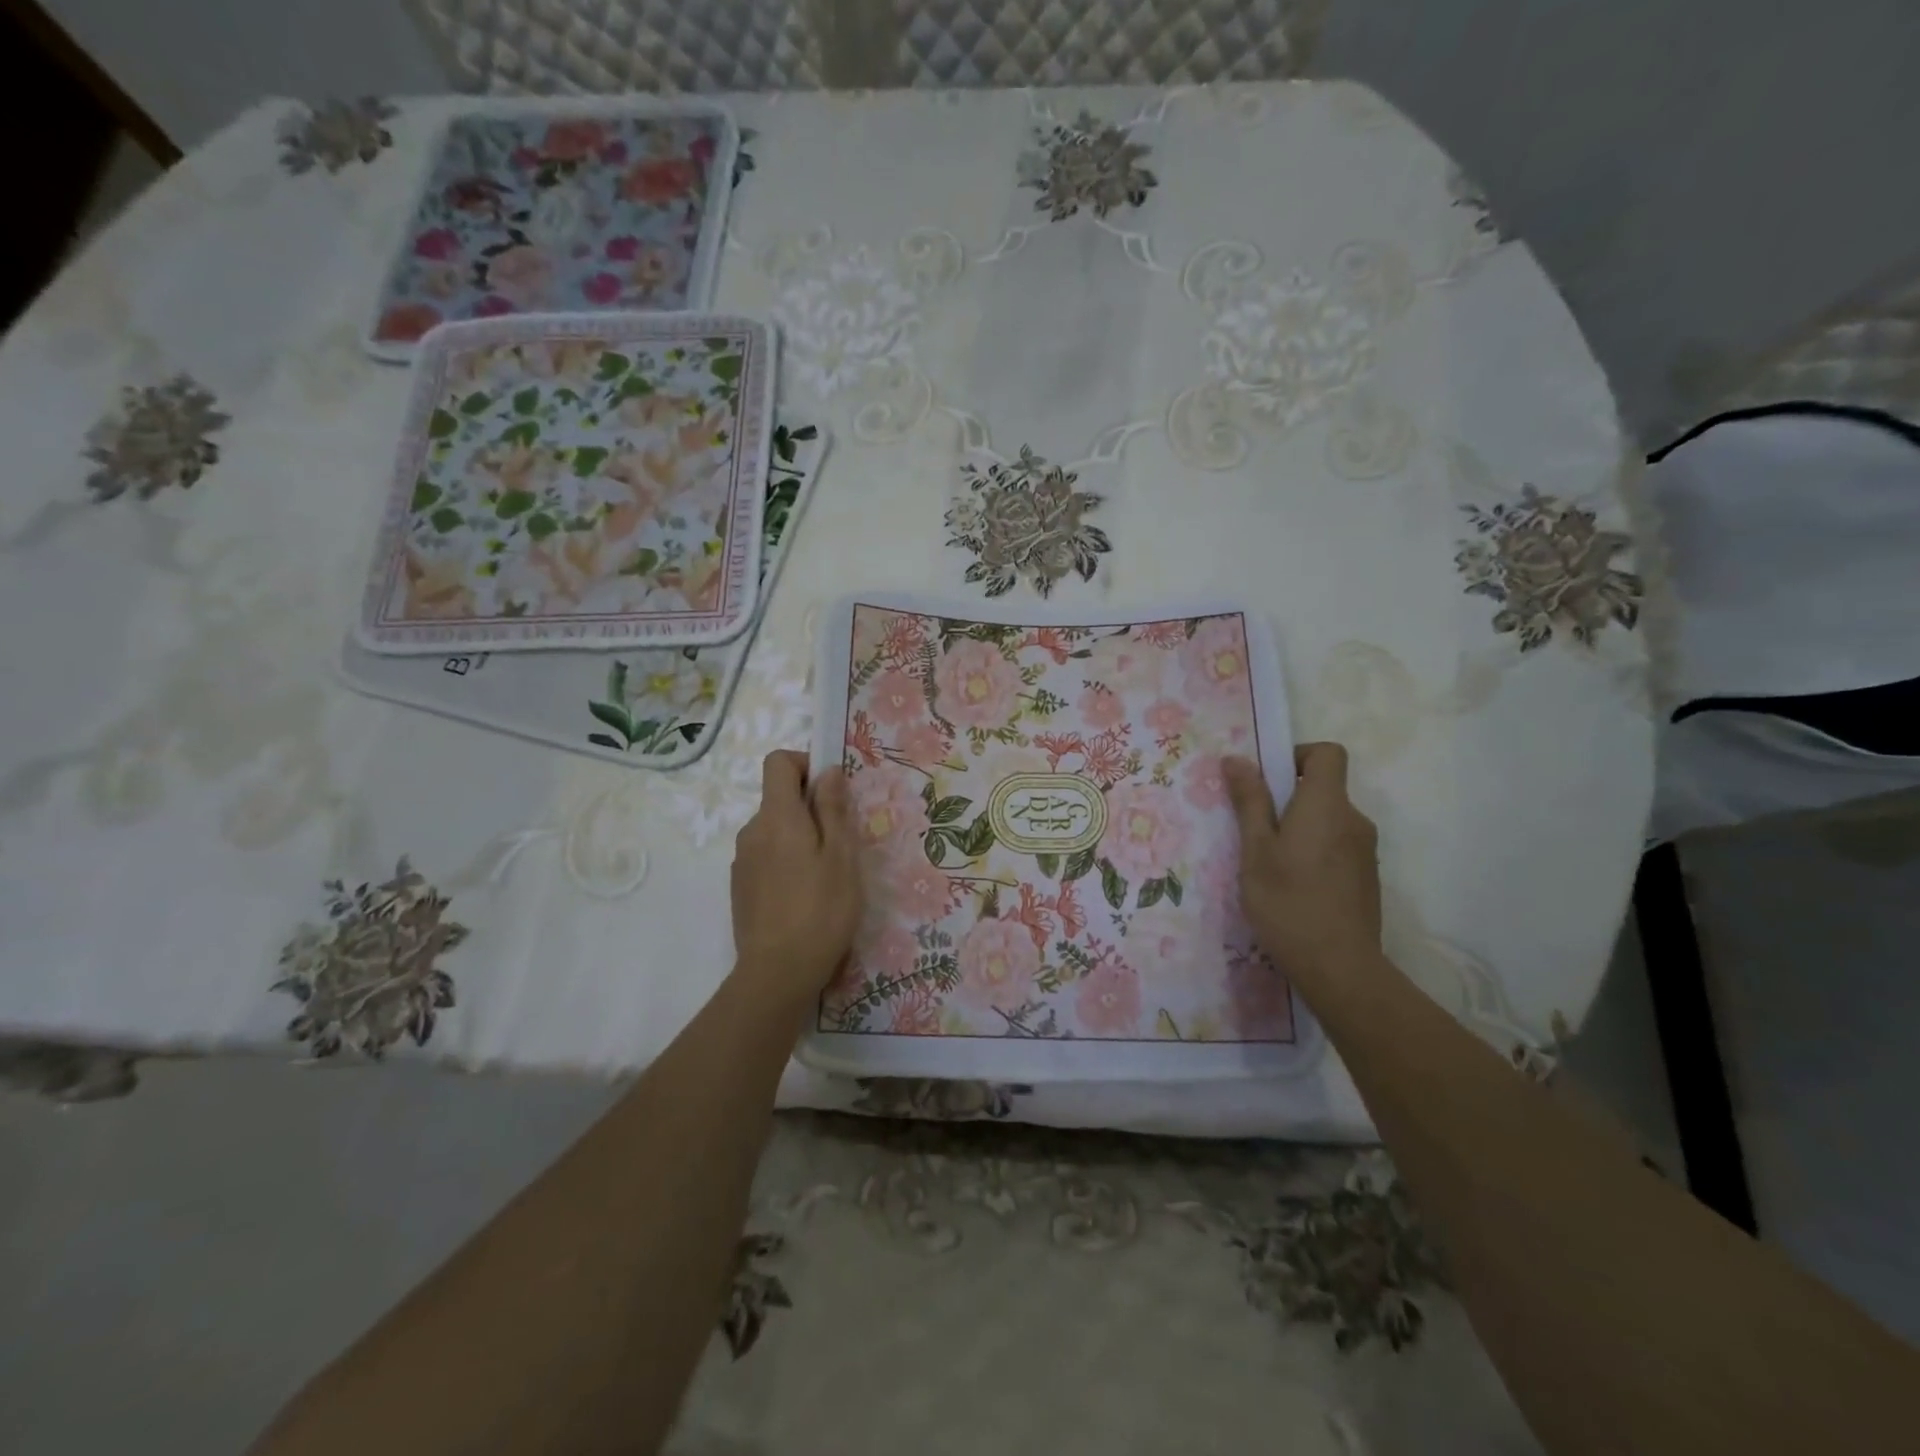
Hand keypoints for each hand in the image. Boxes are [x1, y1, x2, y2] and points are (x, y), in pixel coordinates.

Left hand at [730, 751, 862, 1007]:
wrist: (778, 972)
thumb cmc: (821, 910)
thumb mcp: (841, 857)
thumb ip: (833, 809)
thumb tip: (827, 771)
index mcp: (777, 816)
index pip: (778, 762)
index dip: (804, 764)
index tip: (830, 791)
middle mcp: (752, 830)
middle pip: (778, 797)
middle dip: (809, 807)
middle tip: (840, 842)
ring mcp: (742, 859)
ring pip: (773, 829)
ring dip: (798, 836)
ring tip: (825, 874)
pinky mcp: (740, 885)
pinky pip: (765, 855)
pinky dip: (784, 860)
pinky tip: (803, 894)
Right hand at [1223, 745, 1381, 992]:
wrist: (1339, 967)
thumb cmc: (1288, 902)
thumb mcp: (1255, 850)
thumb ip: (1250, 802)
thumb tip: (1237, 759)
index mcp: (1326, 805)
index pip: (1328, 753)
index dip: (1298, 755)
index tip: (1269, 781)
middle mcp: (1354, 820)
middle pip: (1325, 788)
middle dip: (1288, 799)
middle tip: (1254, 830)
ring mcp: (1365, 851)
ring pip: (1328, 821)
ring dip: (1300, 829)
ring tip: (1270, 864)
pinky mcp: (1367, 877)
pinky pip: (1337, 846)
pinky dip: (1315, 852)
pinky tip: (1293, 887)